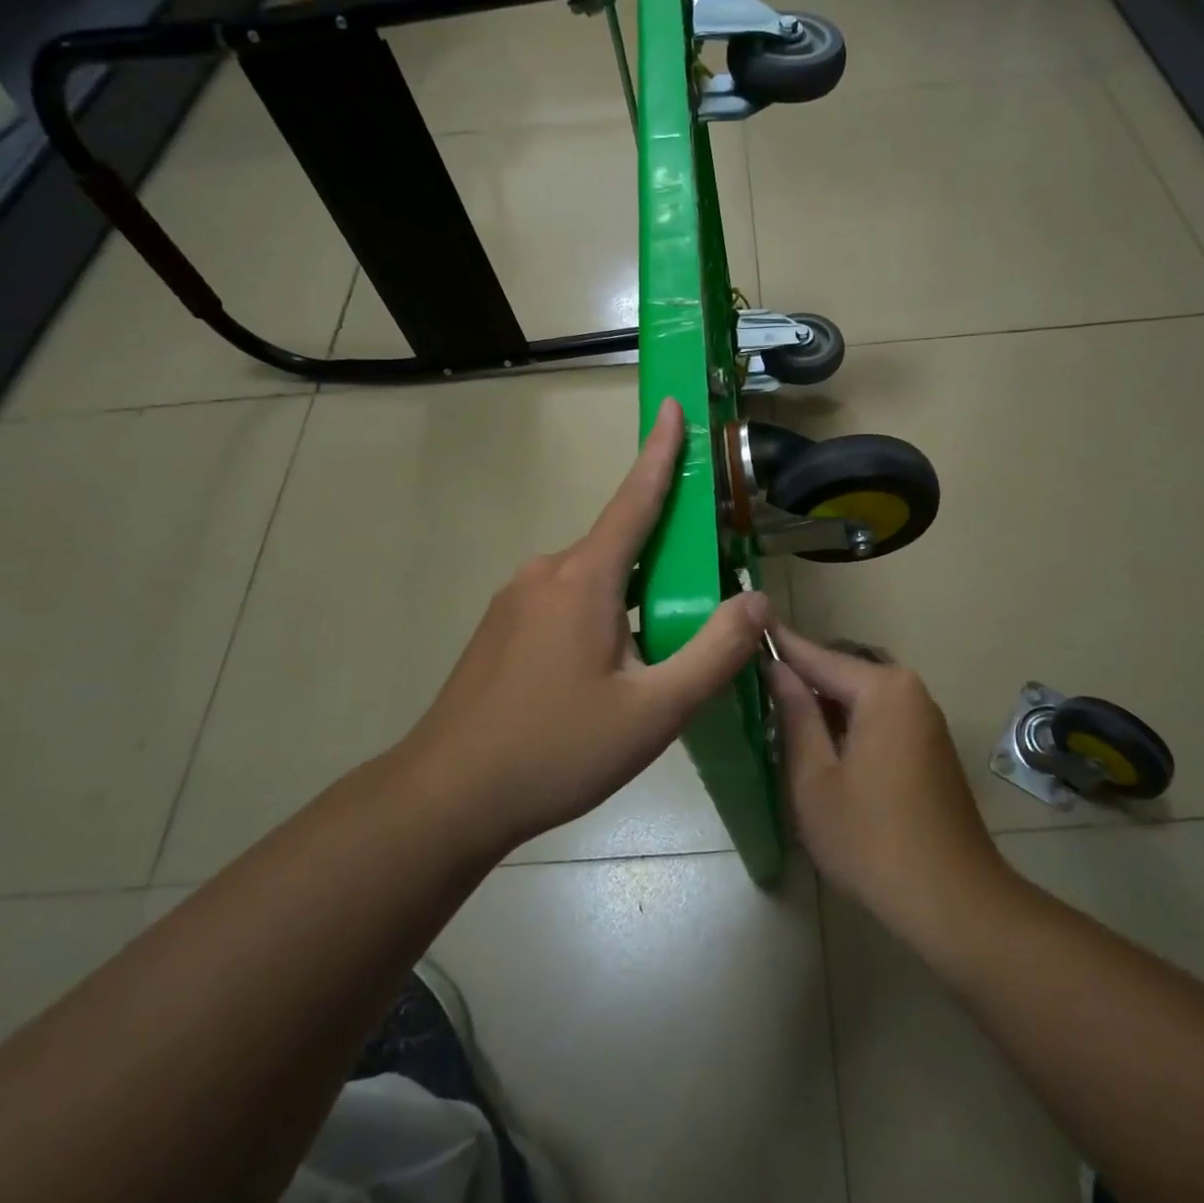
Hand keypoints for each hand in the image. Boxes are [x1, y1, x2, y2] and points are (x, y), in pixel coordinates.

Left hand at [390, 398, 767, 854]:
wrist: (446, 796)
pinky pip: (567, 603)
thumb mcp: (653, 713)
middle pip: (621, 546)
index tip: (673, 406)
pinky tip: (607, 674)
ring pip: (595, 581)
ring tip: (655, 660)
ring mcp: (516, 599)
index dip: (660, 452)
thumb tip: (757, 600)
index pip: (634, 499)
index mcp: (584, 579)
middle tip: (701, 605)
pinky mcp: (502, 627)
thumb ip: (713, 653)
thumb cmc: (555, 751)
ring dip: (634, 600)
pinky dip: (603, 617)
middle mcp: (546, 572)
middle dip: (666, 559)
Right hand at [767, 628, 1010, 943]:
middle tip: (752, 690)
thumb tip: (776, 669)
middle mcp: (908, 690)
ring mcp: (924, 718)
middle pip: (841, 673)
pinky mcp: (929, 745)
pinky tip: (818, 746)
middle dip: (800, 681)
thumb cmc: (870, 839)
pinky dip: (846, 725)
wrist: (952, 901)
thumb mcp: (815, 778)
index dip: (778, 647)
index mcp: (882, 689)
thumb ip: (795, 715)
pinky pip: (878, 718)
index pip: (817, 656)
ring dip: (822, 706)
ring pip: (859, 698)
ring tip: (775, 717)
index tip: (742, 632)